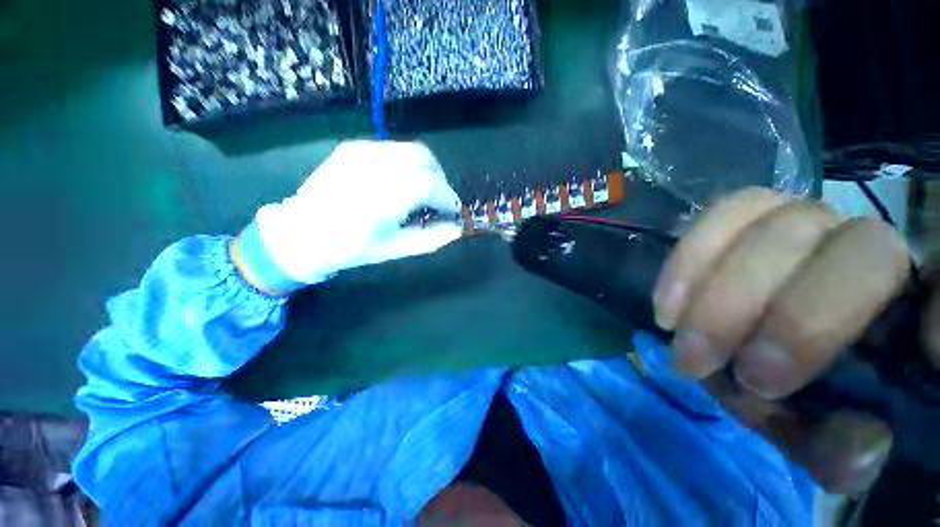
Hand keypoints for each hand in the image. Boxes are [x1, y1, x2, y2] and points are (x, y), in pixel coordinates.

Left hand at [248, 141, 462, 288]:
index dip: (448, 197)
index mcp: (382, 196)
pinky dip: (410, 164)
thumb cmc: (351, 247)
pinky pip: (395, 149)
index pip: (430, 184)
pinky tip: (403, 182)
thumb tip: (458, 228)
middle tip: (440, 201)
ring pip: (412, 150)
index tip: (452, 212)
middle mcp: (372, 166)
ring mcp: (361, 152)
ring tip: (425, 192)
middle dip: (441, 181)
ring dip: (428, 170)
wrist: (301, 232)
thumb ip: (431, 238)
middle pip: (424, 159)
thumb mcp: (396, 249)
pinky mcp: (354, 147)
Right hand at [654, 187, 937, 492]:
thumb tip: (860, 442)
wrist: (751, 351)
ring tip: (682, 340)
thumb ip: (844, 451)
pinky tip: (667, 303)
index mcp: (909, 307)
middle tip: (740, 376)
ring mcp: (807, 221)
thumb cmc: (800, 396)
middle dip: (795, 320)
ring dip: (721, 292)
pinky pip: (724, 213)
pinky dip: (689, 259)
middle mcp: (867, 248)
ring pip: (779, 224)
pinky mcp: (750, 217)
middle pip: (858, 249)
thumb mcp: (825, 441)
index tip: (907, 362)